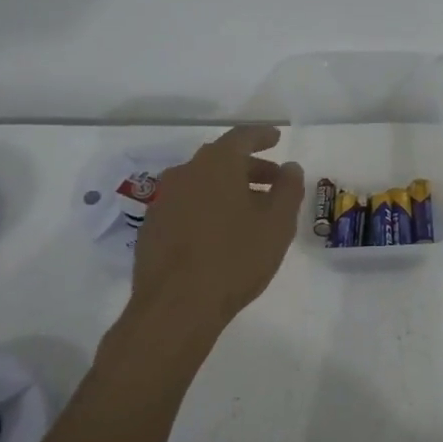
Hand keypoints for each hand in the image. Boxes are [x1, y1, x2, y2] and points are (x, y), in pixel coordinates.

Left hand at [132, 125, 305, 321]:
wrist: (176, 306)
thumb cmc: (235, 258)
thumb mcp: (277, 224)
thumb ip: (288, 189)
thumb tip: (290, 168)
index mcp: (216, 165)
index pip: (242, 137)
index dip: (262, 136)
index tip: (277, 138)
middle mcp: (185, 173)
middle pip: (221, 160)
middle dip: (249, 167)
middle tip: (273, 181)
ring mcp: (163, 200)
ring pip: (201, 183)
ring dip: (227, 189)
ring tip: (250, 211)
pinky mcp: (152, 227)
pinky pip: (186, 205)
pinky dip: (207, 208)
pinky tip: (220, 233)